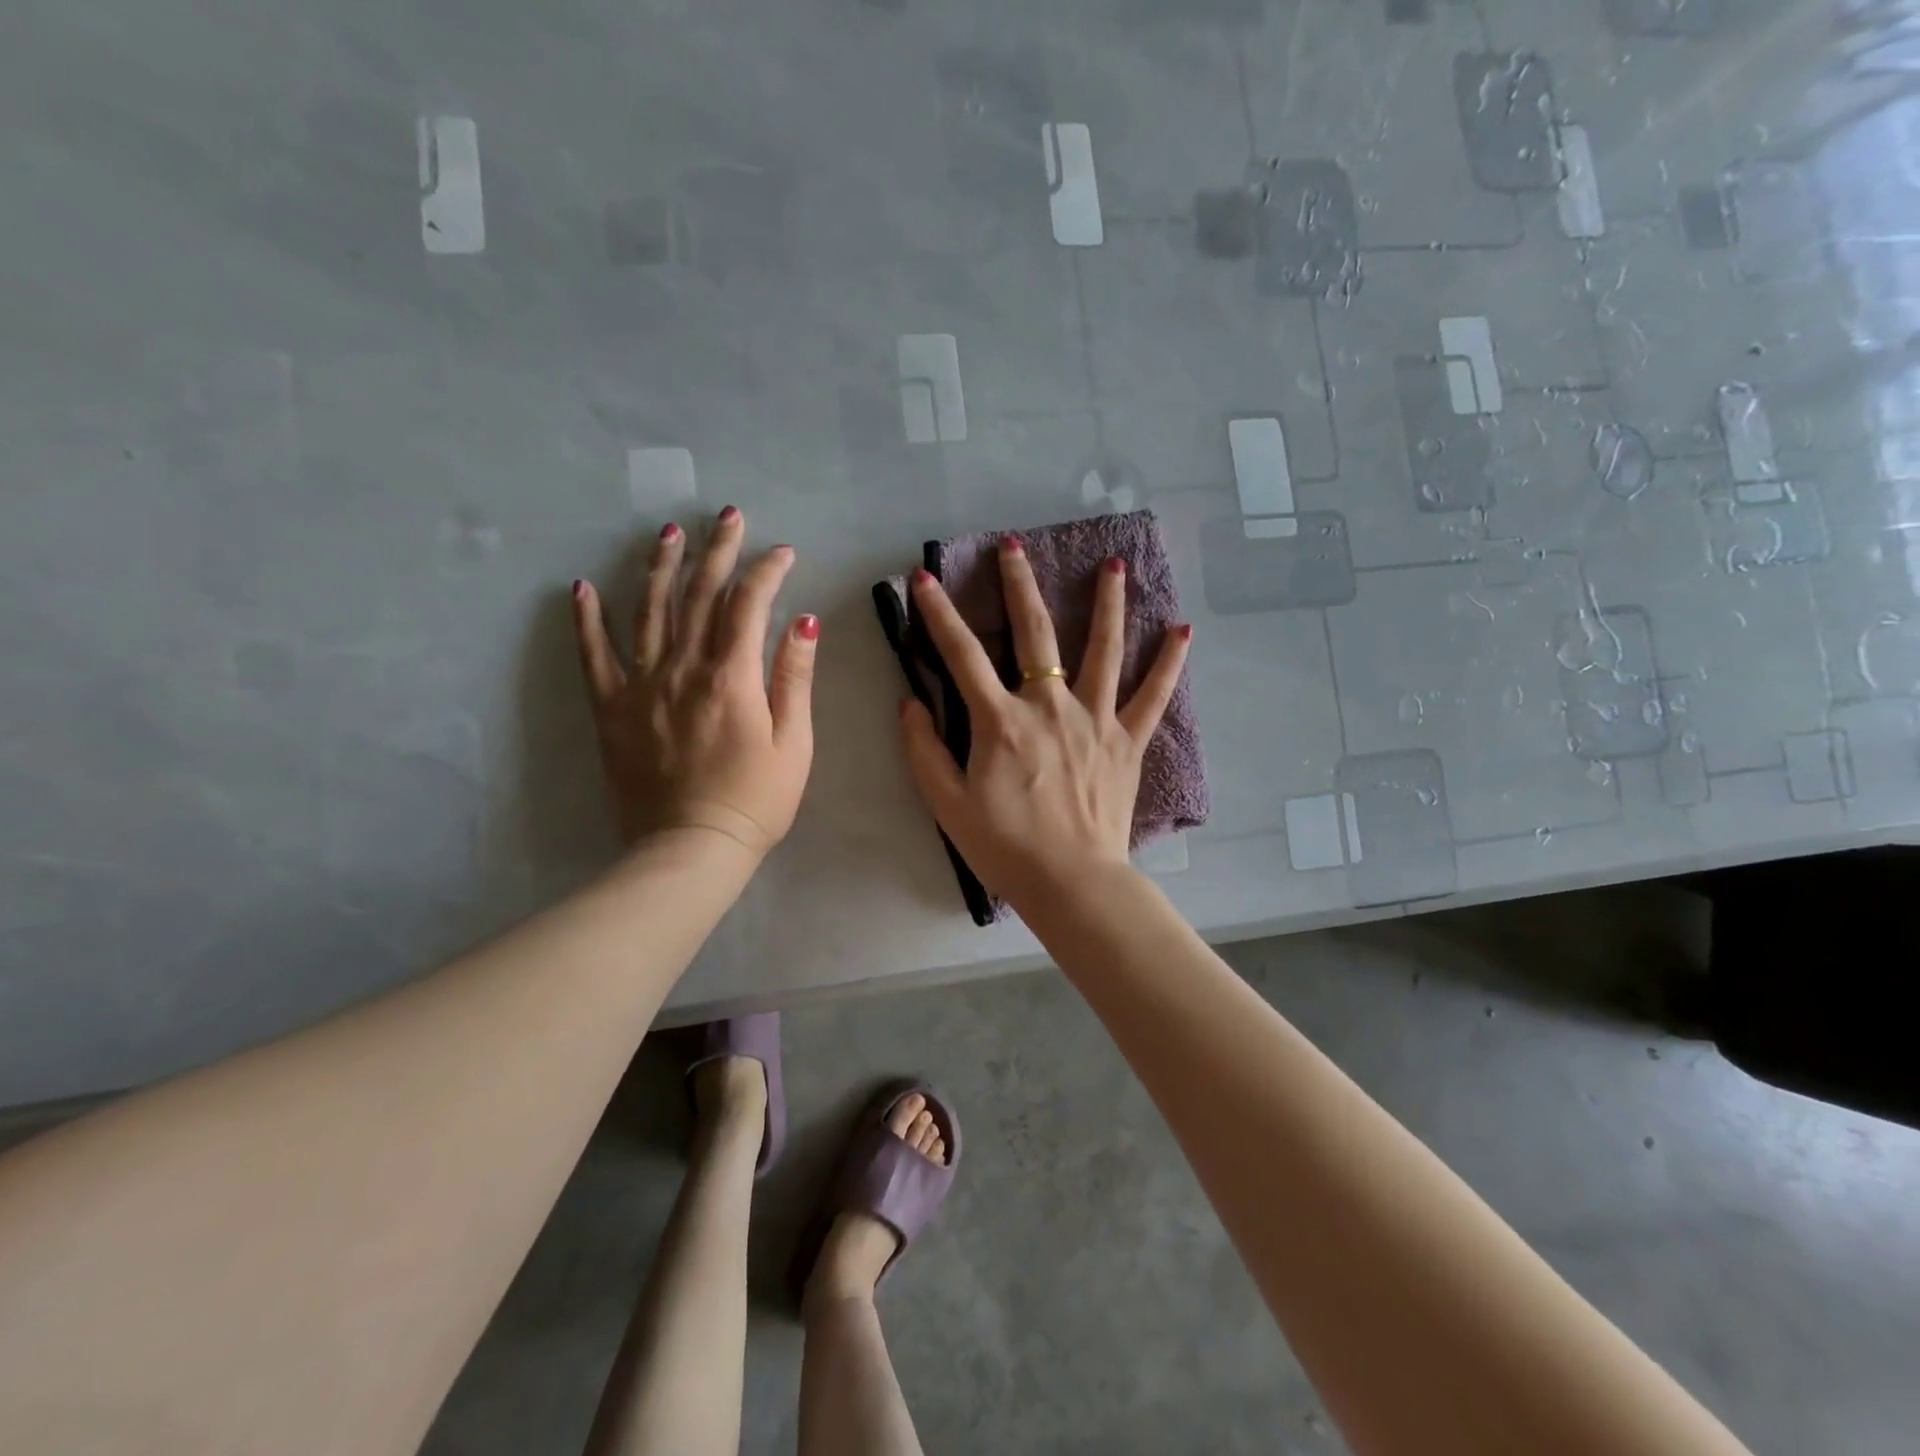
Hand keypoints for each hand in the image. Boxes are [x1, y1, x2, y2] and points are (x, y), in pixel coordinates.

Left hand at [572, 507, 816, 858]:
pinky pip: (594, 656)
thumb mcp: (794, 743)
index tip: (782, 552)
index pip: (748, 604)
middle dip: (717, 551)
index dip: (766, 571)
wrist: (690, 849)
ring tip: (668, 533)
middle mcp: (683, 669)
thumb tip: (803, 622)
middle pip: (699, 595)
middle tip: (727, 516)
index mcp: (732, 677)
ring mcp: (641, 686)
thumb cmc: (755, 800)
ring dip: (660, 567)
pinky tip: (582, 588)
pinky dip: (587, 620)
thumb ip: (794, 678)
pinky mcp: (611, 709)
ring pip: (648, 611)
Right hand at [899, 538, 1190, 907]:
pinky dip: (1168, 663)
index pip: (961, 654)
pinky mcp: (1127, 740)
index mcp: (1001, 721)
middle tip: (1012, 545)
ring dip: (1107, 603)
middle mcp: (1049, 706)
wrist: (1071, 882)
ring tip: (1114, 564)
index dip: (938, 614)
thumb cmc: (1005, 847)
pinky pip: (1152, 695)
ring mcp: (1094, 719)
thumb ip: (924, 750)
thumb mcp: (948, 804)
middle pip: (1035, 632)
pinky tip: (1182, 629)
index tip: (924, 578)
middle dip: (1018, 584)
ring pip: (1102, 649)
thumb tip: (909, 703)